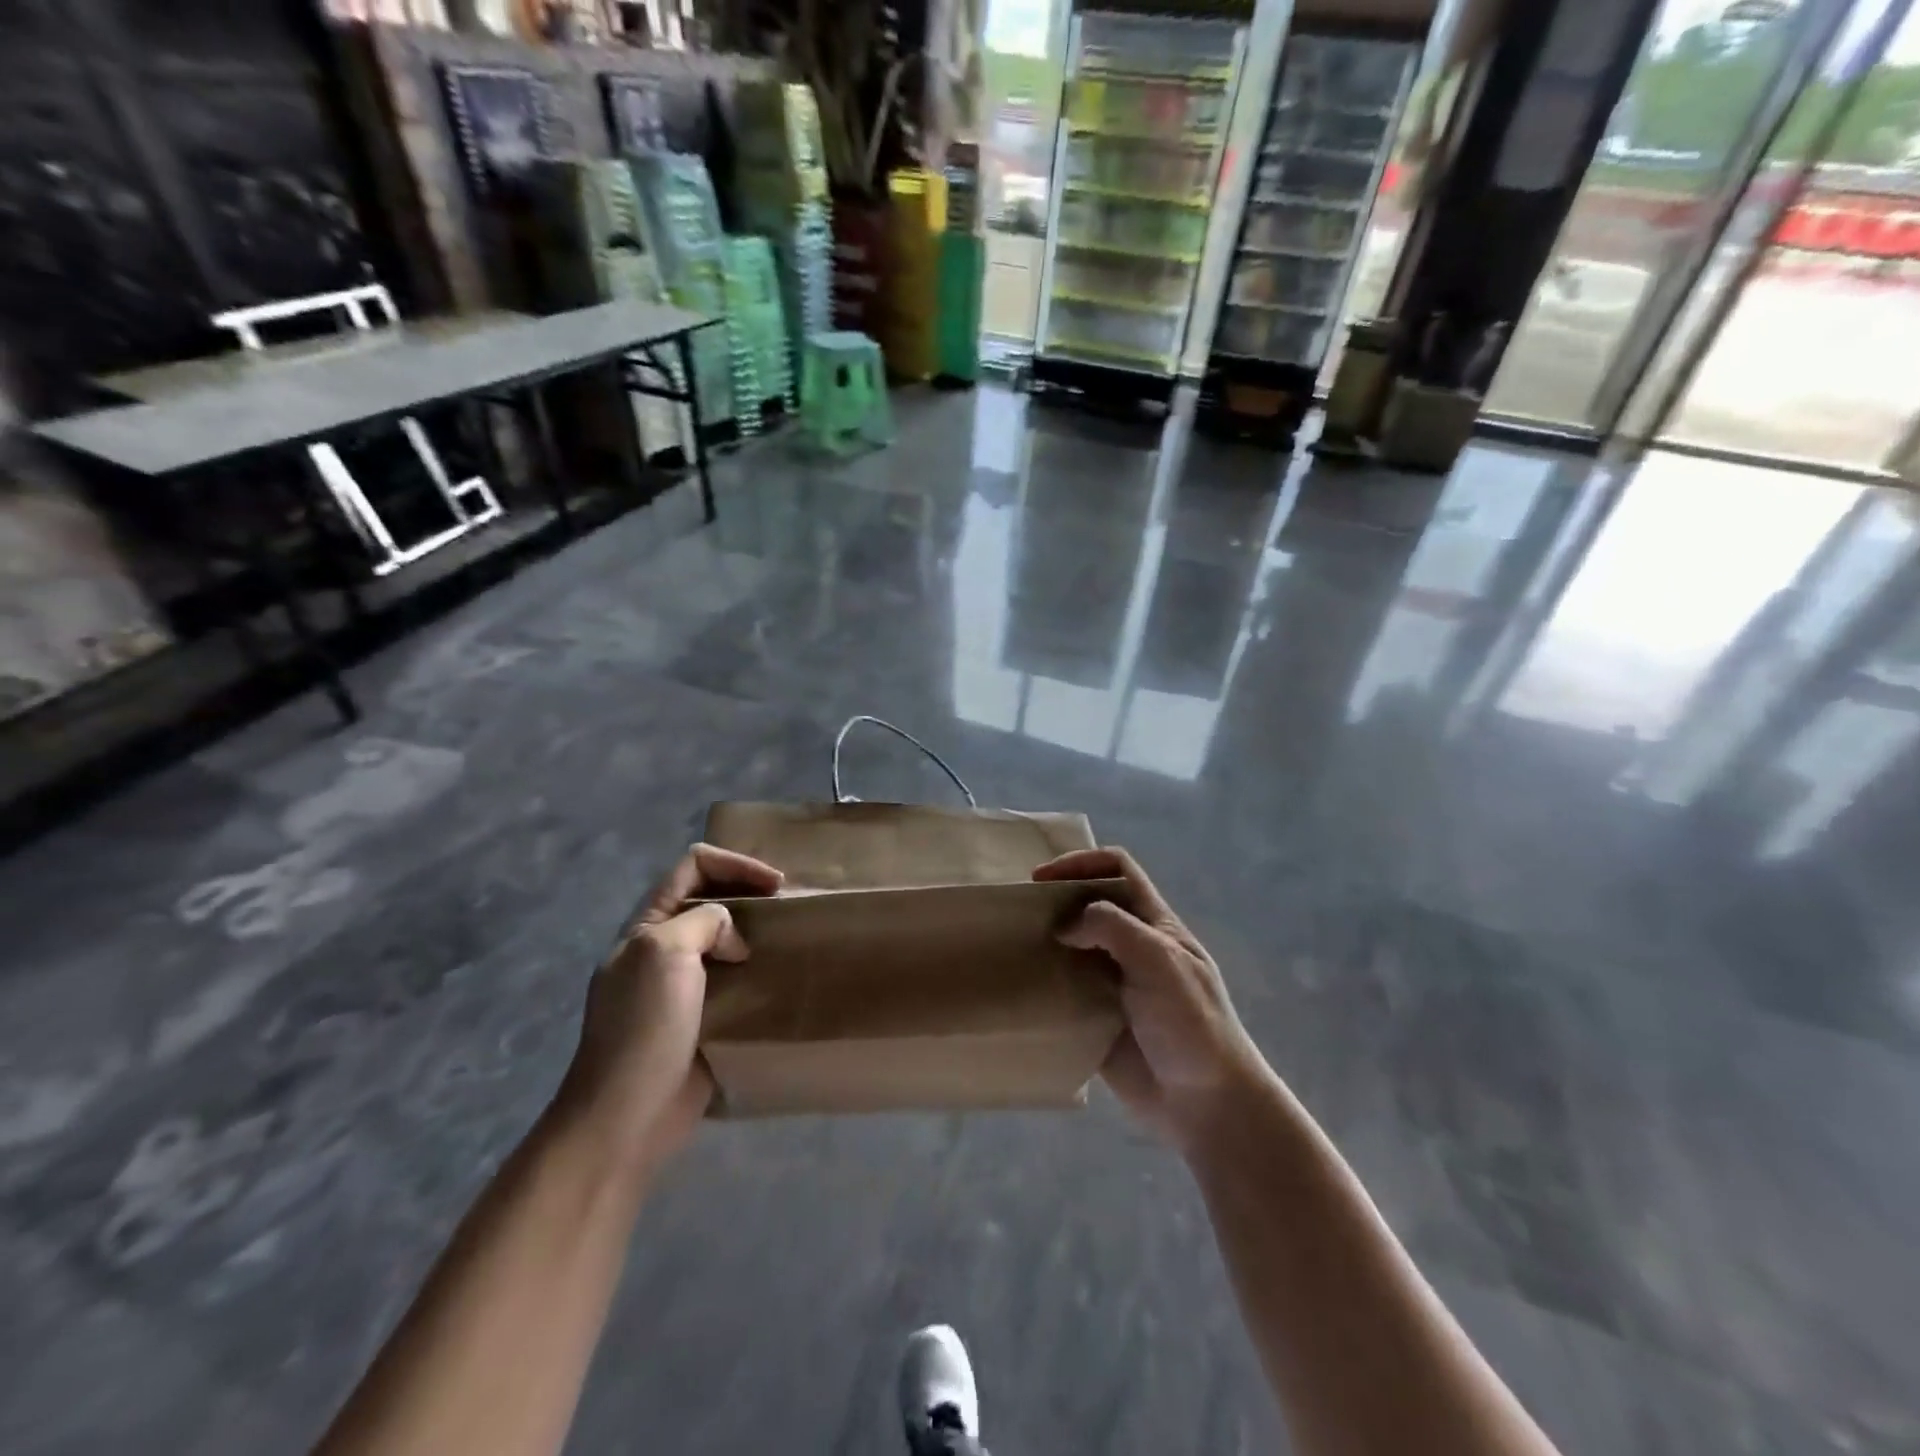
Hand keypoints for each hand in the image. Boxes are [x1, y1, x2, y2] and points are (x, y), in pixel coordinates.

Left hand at [560, 844, 782, 1170]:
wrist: (626, 1115)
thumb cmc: (643, 1027)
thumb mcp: (665, 952)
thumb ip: (704, 922)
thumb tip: (734, 942)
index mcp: (648, 925)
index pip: (693, 867)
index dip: (735, 864)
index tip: (774, 885)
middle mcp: (664, 947)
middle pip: (711, 898)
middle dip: (750, 893)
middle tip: (787, 908)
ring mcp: (682, 985)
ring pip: (726, 940)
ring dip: (757, 933)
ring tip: (790, 939)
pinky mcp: (702, 1019)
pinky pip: (735, 981)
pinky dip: (759, 972)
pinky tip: (780, 979)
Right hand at [1035, 848, 1270, 1152]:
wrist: (1207, 1105)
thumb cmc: (1191, 1023)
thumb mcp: (1158, 960)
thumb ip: (1111, 927)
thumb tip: (1063, 925)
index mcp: (1154, 923)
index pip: (1117, 869)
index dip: (1081, 863)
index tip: (1042, 879)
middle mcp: (1131, 946)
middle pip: (1088, 904)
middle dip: (1055, 901)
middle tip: (1019, 913)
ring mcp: (1113, 983)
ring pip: (1071, 947)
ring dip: (1044, 942)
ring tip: (1012, 948)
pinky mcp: (1097, 1019)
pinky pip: (1064, 992)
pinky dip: (1043, 985)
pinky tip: (1021, 988)